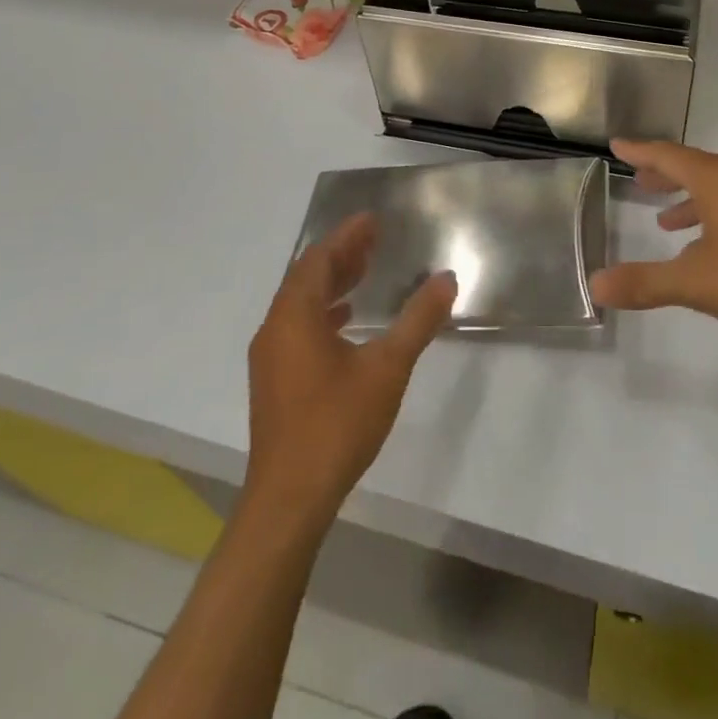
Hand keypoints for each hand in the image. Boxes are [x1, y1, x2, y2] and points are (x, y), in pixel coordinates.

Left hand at [244, 215, 456, 527]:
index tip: (372, 219)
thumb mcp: (387, 367)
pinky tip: (347, 322)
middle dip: (340, 255)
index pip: (319, 259)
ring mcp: (271, 357)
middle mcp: (275, 329)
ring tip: (364, 273)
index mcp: (295, 316)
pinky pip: (297, 327)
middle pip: (306, 277)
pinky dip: (323, 312)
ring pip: (300, 303)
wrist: (289, 499)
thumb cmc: (337, 424)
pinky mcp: (274, 381)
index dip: (345, 236)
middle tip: (373, 239)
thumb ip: (417, 320)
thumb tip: (446, 279)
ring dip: (331, 283)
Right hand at [590, 139, 717, 347]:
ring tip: (670, 222)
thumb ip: (646, 283)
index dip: (640, 151)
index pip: (668, 155)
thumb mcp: (699, 283)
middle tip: (641, 181)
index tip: (617, 144)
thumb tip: (595, 285)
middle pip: (696, 167)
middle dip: (666, 175)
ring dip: (693, 199)